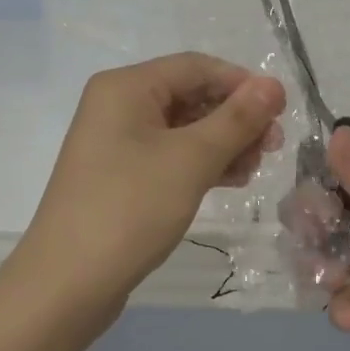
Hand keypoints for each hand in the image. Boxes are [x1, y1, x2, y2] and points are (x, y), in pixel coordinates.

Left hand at [20, 53, 285, 304]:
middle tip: (272, 147)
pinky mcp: (122, 176)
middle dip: (235, 118)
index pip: (197, 67)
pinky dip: (202, 164)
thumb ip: (236, 120)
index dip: (242, 84)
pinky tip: (231, 182)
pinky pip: (170, 156)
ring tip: (254, 170)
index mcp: (127, 87)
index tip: (281, 112)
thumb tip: (273, 85)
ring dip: (223, 144)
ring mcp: (117, 143)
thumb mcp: (191, 159)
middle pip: (191, 96)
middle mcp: (118, 106)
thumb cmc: (130, 208)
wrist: (68, 283)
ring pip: (184, 129)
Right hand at [323, 126, 349, 350]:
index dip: (316, 189)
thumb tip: (336, 131)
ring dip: (319, 270)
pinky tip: (348, 317)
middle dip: (311, 233)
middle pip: (324, 218)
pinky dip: (340, 305)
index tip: (311, 210)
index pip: (339, 176)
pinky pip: (342, 297)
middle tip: (313, 251)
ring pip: (325, 257)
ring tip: (330, 285)